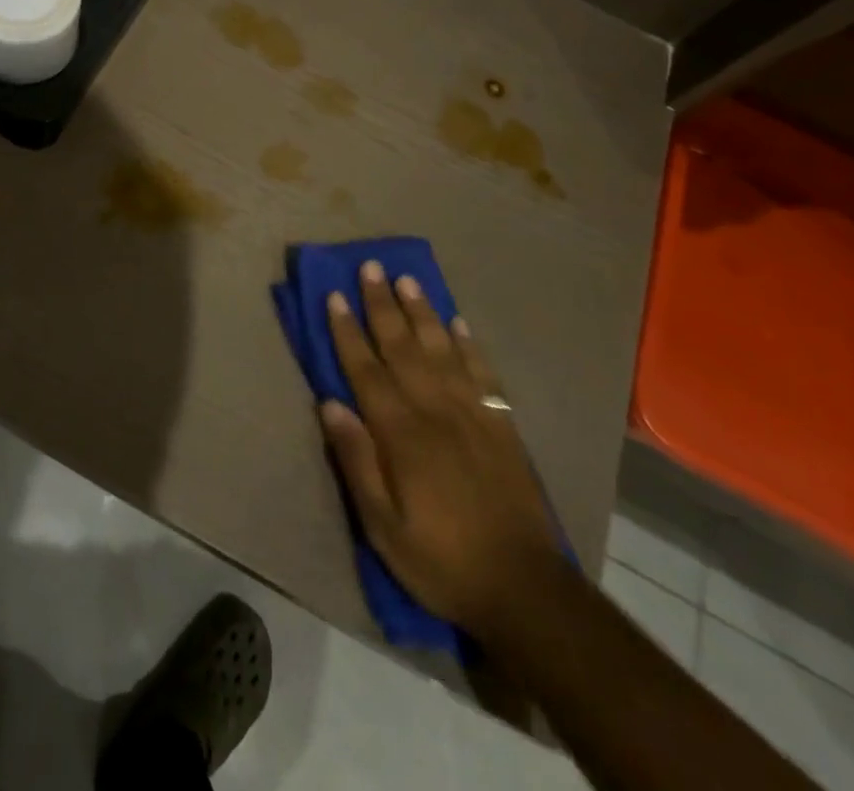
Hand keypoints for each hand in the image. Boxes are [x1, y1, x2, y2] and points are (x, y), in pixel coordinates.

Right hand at [322, 261, 559, 636]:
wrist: (524, 588)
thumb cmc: (440, 559)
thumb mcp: (382, 526)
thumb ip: (356, 461)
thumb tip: (329, 403)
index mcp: (402, 434)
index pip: (366, 370)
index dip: (347, 331)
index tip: (333, 295)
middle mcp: (436, 411)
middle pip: (403, 347)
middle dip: (382, 305)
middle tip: (370, 266)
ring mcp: (473, 414)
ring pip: (442, 349)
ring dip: (422, 312)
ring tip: (408, 279)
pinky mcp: (502, 425)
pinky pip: (483, 373)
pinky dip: (469, 344)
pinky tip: (459, 322)